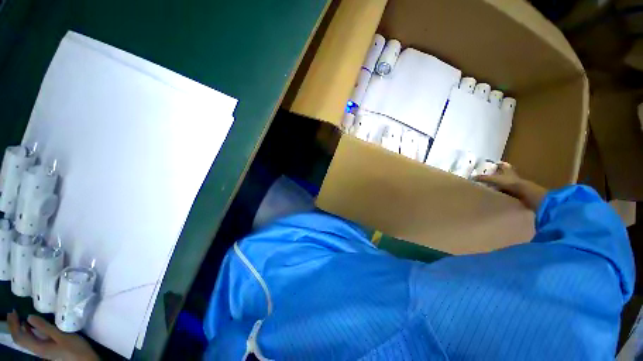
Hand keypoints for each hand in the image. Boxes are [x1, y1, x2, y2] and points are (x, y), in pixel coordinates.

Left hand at [7, 310, 98, 360]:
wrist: (85, 359)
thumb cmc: (74, 348)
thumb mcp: (61, 336)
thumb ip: (46, 328)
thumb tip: (29, 317)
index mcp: (38, 347)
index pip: (19, 336)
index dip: (14, 324)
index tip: (14, 311)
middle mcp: (36, 350)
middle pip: (20, 339)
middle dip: (14, 326)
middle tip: (13, 312)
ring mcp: (42, 350)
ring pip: (25, 339)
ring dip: (19, 328)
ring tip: (20, 317)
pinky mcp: (46, 348)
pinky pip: (31, 340)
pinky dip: (27, 331)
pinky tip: (32, 327)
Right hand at [474, 162, 546, 210]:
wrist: (524, 194)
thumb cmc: (510, 183)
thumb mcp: (493, 179)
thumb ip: (483, 178)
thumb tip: (471, 177)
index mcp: (507, 169)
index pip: (501, 165)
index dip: (496, 164)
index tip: (489, 166)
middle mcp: (511, 175)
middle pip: (502, 173)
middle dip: (496, 174)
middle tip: (486, 177)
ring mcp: (514, 183)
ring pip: (504, 182)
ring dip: (498, 184)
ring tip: (488, 186)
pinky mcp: (515, 191)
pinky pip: (505, 190)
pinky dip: (500, 191)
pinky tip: (494, 193)